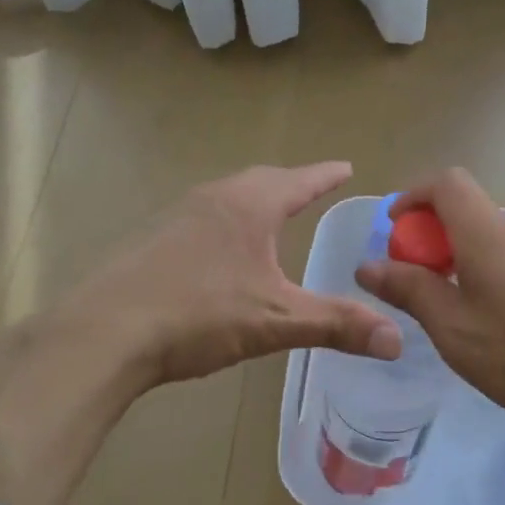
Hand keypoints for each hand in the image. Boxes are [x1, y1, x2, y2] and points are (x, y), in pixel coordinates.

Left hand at [70, 163, 401, 387]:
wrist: (106, 331)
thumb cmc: (199, 314)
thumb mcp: (276, 320)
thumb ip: (337, 324)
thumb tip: (398, 337)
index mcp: (249, 206)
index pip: (299, 181)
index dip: (326, 176)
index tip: (346, 166)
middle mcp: (213, 198)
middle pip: (261, 180)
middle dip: (290, 184)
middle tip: (310, 190)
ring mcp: (177, 215)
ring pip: (227, 197)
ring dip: (254, 202)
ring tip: (270, 218)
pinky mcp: (152, 239)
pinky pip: (201, 218)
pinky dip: (225, 223)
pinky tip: (220, 252)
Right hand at [355, 169, 504, 458]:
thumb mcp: (454, 330)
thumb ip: (409, 290)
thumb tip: (368, 265)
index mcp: (490, 234)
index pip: (447, 182)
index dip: (414, 195)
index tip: (397, 229)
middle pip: (473, 213)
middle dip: (439, 238)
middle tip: (426, 287)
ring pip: (502, 240)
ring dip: (473, 260)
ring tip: (470, 314)